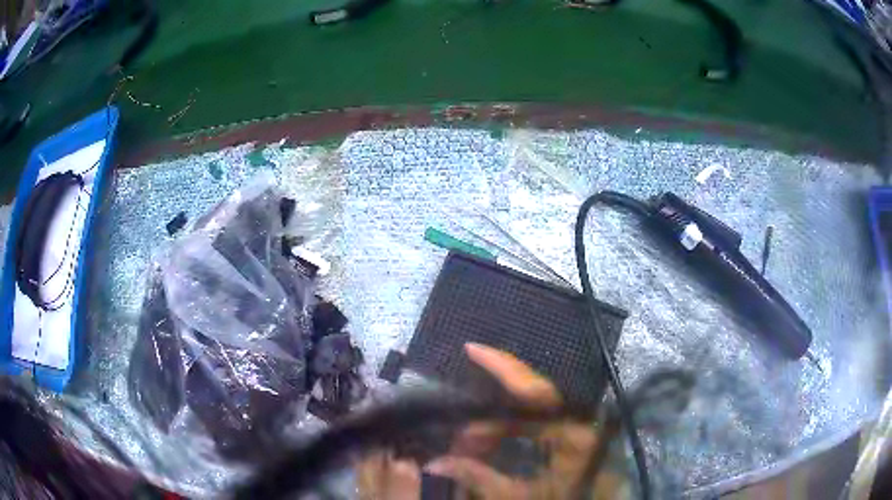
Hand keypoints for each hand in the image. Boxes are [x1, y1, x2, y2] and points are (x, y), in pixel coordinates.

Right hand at [357, 343, 624, 498]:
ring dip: (497, 424)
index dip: (503, 367)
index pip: (535, 392)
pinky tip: (491, 441)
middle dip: (489, 411)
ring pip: (531, 411)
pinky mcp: (575, 432)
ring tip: (469, 443)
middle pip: (530, 399)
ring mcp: (580, 423)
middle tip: (459, 430)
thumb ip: (478, 477)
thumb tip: (434, 462)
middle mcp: (581, 419)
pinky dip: (511, 429)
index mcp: (574, 432)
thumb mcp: (518, 497)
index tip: (472, 349)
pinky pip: (538, 421)